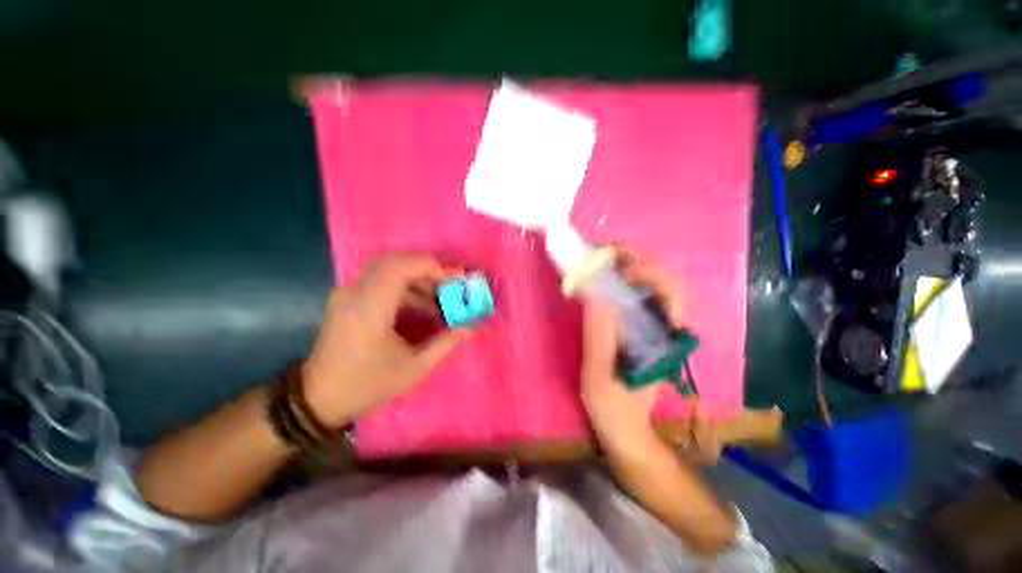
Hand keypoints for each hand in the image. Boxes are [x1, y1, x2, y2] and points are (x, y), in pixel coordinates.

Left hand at [301, 253, 470, 426]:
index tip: (456, 279)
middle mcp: (355, 293)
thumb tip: (473, 326)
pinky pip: (382, 280)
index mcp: (369, 309)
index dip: (431, 267)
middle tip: (452, 284)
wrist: (318, 399)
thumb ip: (447, 342)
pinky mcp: (349, 298)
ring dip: (419, 278)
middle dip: (429, 269)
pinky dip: (407, 286)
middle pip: (395, 261)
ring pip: (389, 268)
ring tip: (442, 299)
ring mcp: (349, 293)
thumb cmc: (367, 385)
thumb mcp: (414, 368)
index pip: (399, 267)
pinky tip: (423, 306)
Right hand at [581, 249, 685, 451]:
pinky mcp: (641, 331)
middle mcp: (665, 329)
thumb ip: (599, 337)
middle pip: (664, 281)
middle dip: (637, 261)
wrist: (625, 430)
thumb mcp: (599, 375)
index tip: (615, 266)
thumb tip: (594, 295)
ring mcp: (654, 329)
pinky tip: (601, 282)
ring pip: (651, 287)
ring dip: (628, 268)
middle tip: (605, 253)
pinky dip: (621, 282)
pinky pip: (636, 298)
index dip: (648, 272)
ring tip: (600, 262)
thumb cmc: (613, 407)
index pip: (672, 293)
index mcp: (662, 340)